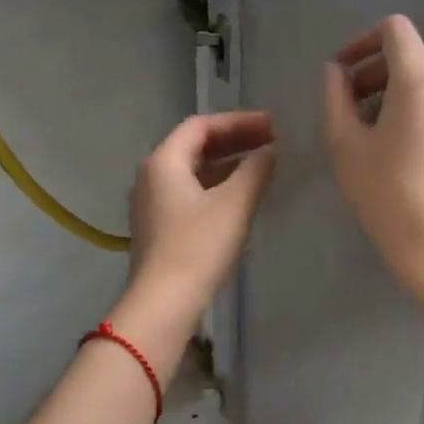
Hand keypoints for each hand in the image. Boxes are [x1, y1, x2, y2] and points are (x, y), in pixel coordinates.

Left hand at [121, 111, 275, 331]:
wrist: (163, 303)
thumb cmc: (198, 246)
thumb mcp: (234, 203)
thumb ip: (255, 169)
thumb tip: (270, 150)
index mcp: (163, 161)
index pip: (201, 125)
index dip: (238, 120)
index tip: (272, 125)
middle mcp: (151, 175)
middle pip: (194, 145)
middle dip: (234, 140)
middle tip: (271, 142)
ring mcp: (151, 203)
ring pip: (192, 170)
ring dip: (227, 164)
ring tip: (262, 166)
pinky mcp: (158, 227)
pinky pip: (189, 192)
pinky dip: (216, 186)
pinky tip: (241, 197)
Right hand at [324, 17, 423, 339]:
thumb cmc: (385, 193)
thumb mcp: (346, 145)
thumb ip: (337, 97)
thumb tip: (336, 72)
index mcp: (421, 81)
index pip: (396, 30)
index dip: (363, 40)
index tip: (344, 69)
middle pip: (413, 59)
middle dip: (376, 73)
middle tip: (350, 106)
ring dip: (397, 95)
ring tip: (373, 132)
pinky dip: (421, 113)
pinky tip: (404, 152)